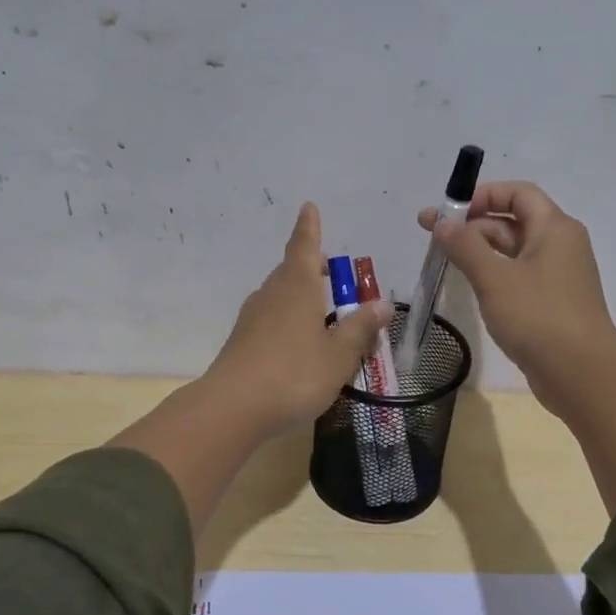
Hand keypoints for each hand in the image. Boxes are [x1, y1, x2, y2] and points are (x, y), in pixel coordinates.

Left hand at [203, 202, 391, 441]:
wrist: (233, 407)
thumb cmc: (294, 374)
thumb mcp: (338, 355)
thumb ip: (360, 329)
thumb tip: (382, 303)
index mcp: (297, 287)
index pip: (305, 246)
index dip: (310, 228)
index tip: (308, 207)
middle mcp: (271, 295)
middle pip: (290, 271)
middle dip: (309, 266)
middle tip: (329, 270)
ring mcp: (251, 319)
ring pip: (278, 296)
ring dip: (298, 296)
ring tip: (319, 309)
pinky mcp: (241, 343)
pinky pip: (269, 321)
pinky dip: (286, 321)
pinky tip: (296, 343)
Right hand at [418, 181, 615, 413]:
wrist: (581, 374)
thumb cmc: (538, 317)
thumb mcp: (495, 278)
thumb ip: (465, 246)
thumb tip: (442, 222)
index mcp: (554, 228)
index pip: (518, 192)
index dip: (481, 195)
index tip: (447, 212)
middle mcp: (560, 245)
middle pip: (513, 220)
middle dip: (472, 224)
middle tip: (432, 237)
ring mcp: (557, 276)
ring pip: (514, 251)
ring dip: (480, 250)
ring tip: (444, 260)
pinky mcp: (551, 303)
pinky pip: (519, 276)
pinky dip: (493, 274)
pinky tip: (470, 286)